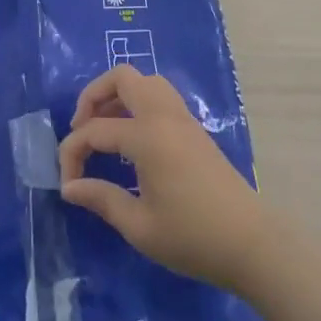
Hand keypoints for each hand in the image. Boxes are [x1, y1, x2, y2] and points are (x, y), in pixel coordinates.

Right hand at [57, 65, 270, 291]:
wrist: (251, 242)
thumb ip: (101, 199)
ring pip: (144, 81)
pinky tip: (131, 139)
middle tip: (81, 130)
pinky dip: (138, 104)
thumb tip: (70, 187)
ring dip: (118, 96)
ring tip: (104, 130)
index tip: (69, 186)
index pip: (94, 130)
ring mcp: (182, 118)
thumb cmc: (193, 237)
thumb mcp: (140, 226)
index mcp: (147, 136)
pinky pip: (160, 96)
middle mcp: (163, 115)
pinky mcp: (194, 128)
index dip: (72, 154)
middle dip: (92, 96)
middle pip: (121, 77)